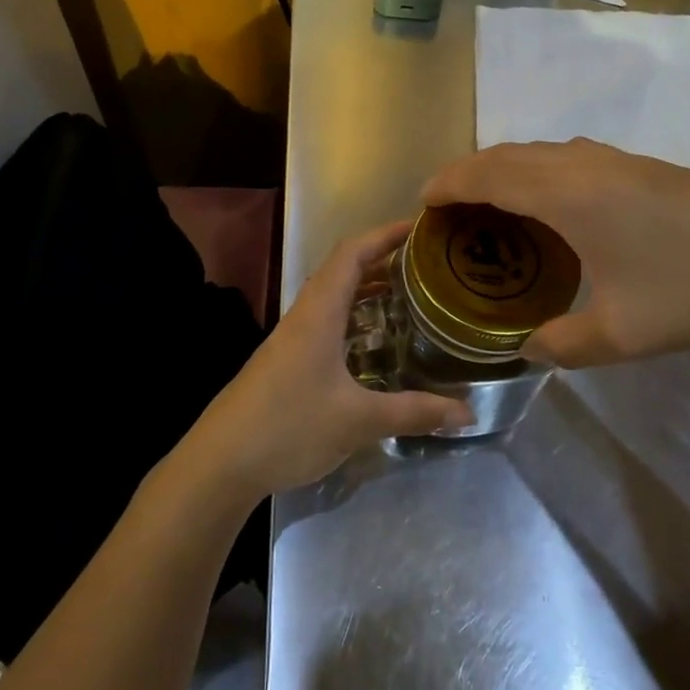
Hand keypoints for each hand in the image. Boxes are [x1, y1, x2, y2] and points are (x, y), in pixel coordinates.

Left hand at [181, 222, 475, 500]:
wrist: (220, 462)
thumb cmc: (288, 427)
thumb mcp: (357, 421)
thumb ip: (414, 413)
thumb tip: (468, 414)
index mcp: (318, 313)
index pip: (351, 254)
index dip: (384, 235)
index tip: (419, 227)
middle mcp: (303, 317)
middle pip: (342, 271)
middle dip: (381, 260)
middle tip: (425, 266)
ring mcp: (290, 340)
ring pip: (332, 298)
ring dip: (366, 290)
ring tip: (407, 296)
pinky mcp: (285, 362)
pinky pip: (325, 323)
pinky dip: (352, 318)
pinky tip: (372, 344)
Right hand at [422, 138, 689, 366]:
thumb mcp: (623, 335)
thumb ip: (562, 344)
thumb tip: (526, 350)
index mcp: (570, 195)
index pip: (489, 175)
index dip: (449, 184)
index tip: (421, 203)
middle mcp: (584, 164)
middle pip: (508, 154)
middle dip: (468, 173)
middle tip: (446, 208)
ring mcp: (616, 160)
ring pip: (539, 151)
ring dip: (503, 169)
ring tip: (488, 206)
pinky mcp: (640, 166)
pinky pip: (566, 157)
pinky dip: (536, 171)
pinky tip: (549, 207)